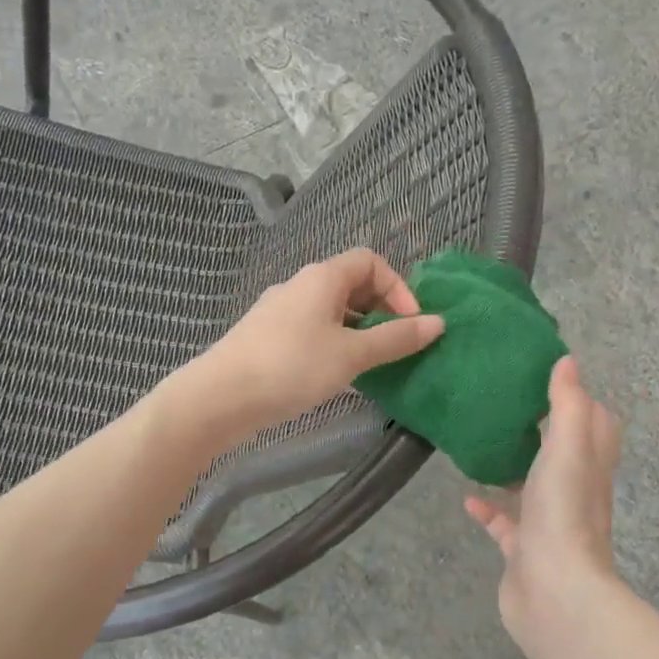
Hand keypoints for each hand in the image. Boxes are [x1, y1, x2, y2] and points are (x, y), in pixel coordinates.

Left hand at [183, 248, 443, 439]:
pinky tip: (336, 376)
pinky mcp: (266, 338)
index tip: (411, 323)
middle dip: (379, 311)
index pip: (369, 260)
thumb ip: (395, 339)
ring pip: (330, 312)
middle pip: (350, 285)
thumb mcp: (351, 354)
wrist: (219, 397)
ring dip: (357, 332)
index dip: (398, 286)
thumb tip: (438, 323)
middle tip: (394, 346)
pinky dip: (332, 345)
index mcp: (321, 277)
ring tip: (371, 365)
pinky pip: (311, 331)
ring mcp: (279, 312)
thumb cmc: (291, 367)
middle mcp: (299, 286)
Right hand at [465, 357, 628, 658]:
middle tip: (507, 406)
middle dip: (541, 431)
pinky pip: (504, 523)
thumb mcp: (568, 448)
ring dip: (513, 468)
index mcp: (589, 465)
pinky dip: (488, 508)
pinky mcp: (522, 550)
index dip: (579, 399)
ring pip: (532, 488)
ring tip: (483, 444)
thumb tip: (568, 360)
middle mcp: (574, 492)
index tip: (548, 376)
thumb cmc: (564, 514)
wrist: (554, 594)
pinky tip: (467, 496)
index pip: (596, 424)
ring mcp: (548, 523)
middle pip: (564, 454)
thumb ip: (568, 405)